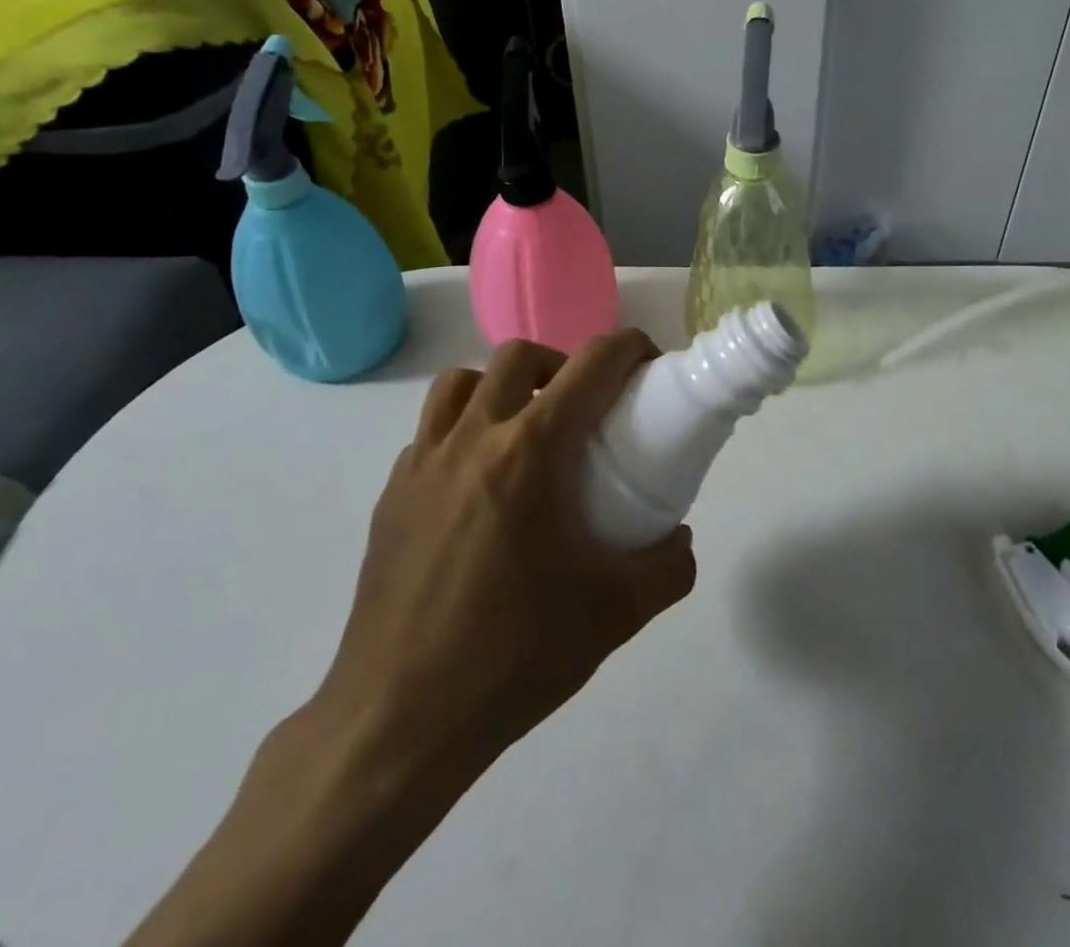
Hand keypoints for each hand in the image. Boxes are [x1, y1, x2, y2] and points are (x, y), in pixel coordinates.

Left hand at [125, 333, 697, 946]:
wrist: (398, 722)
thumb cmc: (513, 656)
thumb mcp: (615, 614)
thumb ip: (667, 567)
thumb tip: (680, 540)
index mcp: (530, 452)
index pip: (591, 365)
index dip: (629, 347)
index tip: (648, 365)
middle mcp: (472, 438)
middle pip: (520, 356)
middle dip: (563, 363)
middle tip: (585, 409)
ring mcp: (422, 464)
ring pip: (462, 381)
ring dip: (503, 387)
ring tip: (527, 433)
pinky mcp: (390, 495)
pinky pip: (431, 432)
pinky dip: (463, 431)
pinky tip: (479, 486)